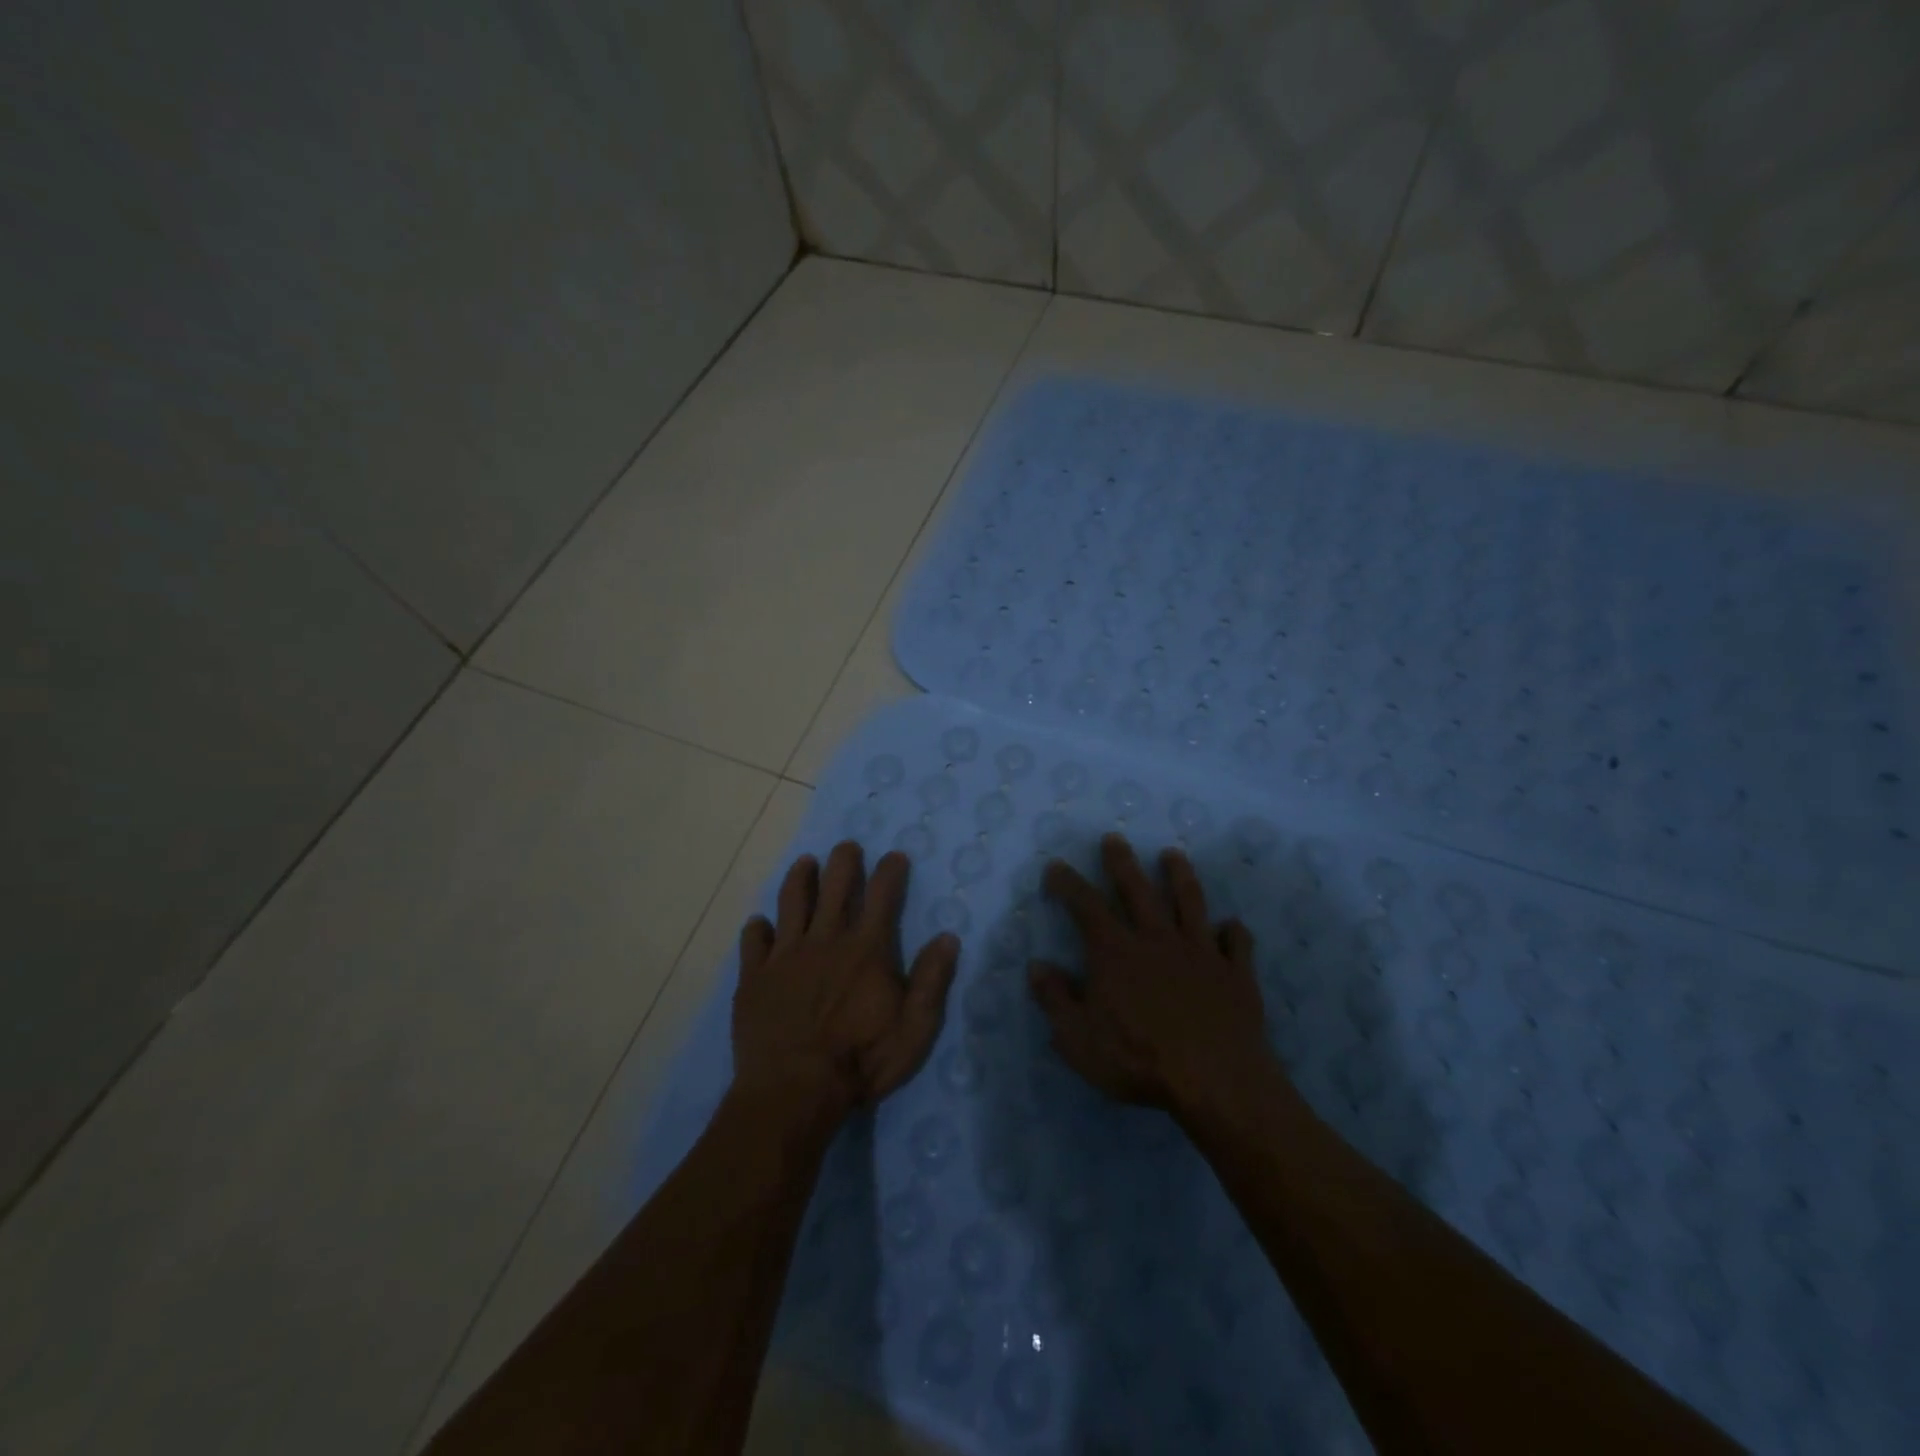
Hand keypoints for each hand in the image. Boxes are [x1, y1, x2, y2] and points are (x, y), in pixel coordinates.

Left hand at [733, 841, 959, 1120]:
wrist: (792, 1091)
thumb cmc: (860, 1062)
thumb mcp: (914, 1029)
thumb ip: (931, 981)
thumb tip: (948, 937)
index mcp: (866, 950)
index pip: (882, 897)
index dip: (890, 872)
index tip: (895, 855)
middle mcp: (825, 941)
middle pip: (835, 888)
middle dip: (844, 862)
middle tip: (847, 846)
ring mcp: (785, 956)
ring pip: (792, 903)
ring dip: (800, 879)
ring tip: (805, 863)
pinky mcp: (755, 977)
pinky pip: (754, 942)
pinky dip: (757, 928)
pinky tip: (759, 924)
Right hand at [1029, 833, 1278, 1114]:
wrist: (1215, 1081)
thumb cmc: (1138, 1059)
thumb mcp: (1078, 1038)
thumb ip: (1056, 999)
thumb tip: (1037, 966)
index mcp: (1116, 952)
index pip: (1086, 906)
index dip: (1068, 883)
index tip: (1057, 866)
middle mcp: (1157, 939)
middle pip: (1138, 890)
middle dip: (1122, 862)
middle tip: (1114, 838)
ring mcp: (1200, 952)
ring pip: (1189, 902)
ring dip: (1180, 876)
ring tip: (1173, 855)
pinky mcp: (1235, 973)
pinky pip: (1236, 943)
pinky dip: (1233, 932)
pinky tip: (1231, 926)